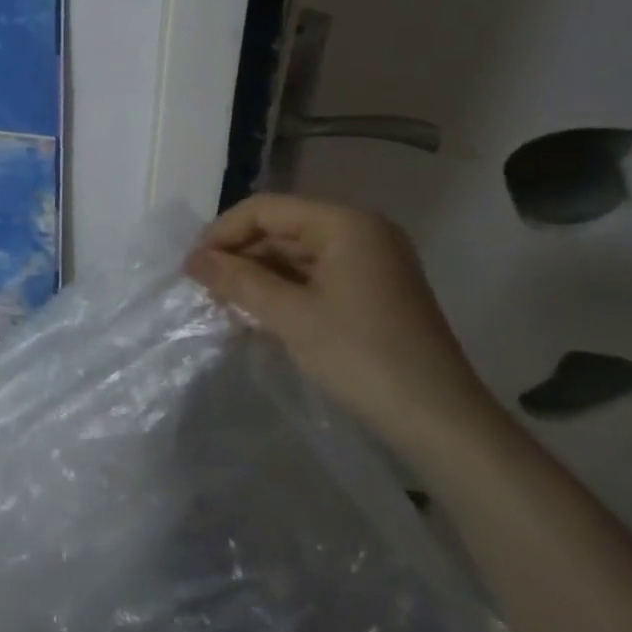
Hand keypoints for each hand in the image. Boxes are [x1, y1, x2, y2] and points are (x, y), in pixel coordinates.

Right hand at [185, 194, 498, 457]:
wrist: (440, 422)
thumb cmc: (362, 358)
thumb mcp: (291, 317)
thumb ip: (238, 281)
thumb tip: (193, 261)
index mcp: (345, 223)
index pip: (266, 209)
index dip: (223, 232)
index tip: (192, 267)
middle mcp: (360, 231)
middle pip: (282, 228)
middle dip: (240, 255)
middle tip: (204, 288)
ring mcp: (370, 261)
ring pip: (295, 253)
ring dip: (258, 274)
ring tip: (224, 303)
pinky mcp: (372, 290)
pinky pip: (315, 276)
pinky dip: (283, 290)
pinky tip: (257, 312)